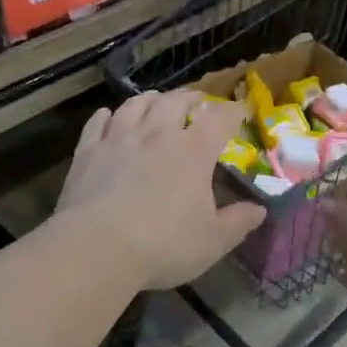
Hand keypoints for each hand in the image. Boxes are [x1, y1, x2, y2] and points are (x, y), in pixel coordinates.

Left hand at [56, 90, 265, 290]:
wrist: (94, 249)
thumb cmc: (162, 245)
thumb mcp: (212, 241)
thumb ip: (238, 222)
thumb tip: (260, 210)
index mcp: (193, 151)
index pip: (219, 119)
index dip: (233, 111)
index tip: (240, 111)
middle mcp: (157, 134)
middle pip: (175, 101)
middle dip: (190, 97)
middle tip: (197, 101)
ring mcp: (119, 139)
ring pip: (136, 104)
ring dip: (151, 99)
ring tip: (156, 101)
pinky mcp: (87, 152)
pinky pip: (97, 122)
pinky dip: (107, 115)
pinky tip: (108, 117)